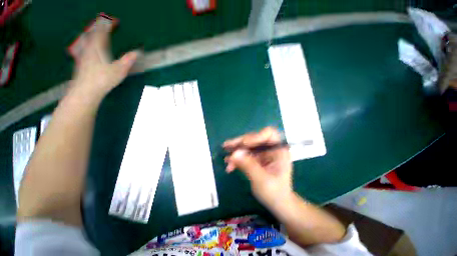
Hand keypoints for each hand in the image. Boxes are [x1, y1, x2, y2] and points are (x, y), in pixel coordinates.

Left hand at [70, 22, 137, 100]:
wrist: (85, 90)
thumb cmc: (103, 79)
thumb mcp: (119, 70)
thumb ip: (128, 60)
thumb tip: (137, 53)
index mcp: (98, 47)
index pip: (103, 31)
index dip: (108, 24)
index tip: (115, 20)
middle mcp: (89, 47)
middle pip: (92, 32)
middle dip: (98, 25)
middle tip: (103, 21)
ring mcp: (83, 53)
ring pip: (86, 38)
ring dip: (92, 32)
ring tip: (96, 30)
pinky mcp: (81, 60)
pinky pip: (84, 46)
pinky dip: (87, 41)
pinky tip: (88, 44)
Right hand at [223, 127, 292, 206]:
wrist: (277, 203)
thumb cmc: (275, 193)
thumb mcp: (262, 180)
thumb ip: (248, 165)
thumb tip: (234, 153)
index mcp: (278, 150)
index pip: (269, 134)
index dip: (255, 136)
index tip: (244, 144)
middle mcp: (270, 148)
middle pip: (254, 139)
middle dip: (240, 143)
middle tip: (227, 146)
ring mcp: (262, 153)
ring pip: (247, 146)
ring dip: (236, 151)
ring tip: (226, 158)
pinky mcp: (256, 158)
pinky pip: (244, 154)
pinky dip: (237, 159)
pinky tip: (229, 165)